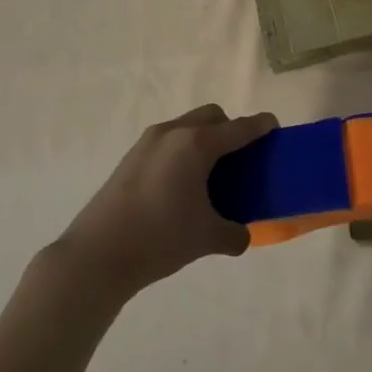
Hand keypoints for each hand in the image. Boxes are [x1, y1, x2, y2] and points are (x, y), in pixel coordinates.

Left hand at [54, 104, 275, 298]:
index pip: (239, 128)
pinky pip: (167, 141)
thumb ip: (234, 233)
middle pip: (211, 116)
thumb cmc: (160, 238)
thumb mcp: (207, 238)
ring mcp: (147, 143)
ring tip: (208, 174)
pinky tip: (180, 185)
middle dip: (230, 129)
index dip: (261, 126)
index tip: (274, 128)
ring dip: (203, 139)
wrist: (97, 255)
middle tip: (239, 158)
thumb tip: (241, 235)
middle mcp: (173, 133)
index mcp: (196, 145)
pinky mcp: (130, 158)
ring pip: (186, 126)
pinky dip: (182, 151)